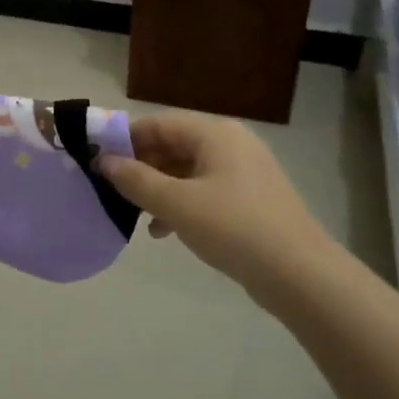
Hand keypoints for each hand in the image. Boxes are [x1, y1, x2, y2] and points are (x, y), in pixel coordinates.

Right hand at [99, 112, 325, 286]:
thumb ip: (136, 180)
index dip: (126, 139)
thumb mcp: (176, 203)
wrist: (300, 275)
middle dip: (141, 166)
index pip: (158, 123)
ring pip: (187, 171)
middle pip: (173, 145)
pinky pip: (205, 191)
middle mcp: (231, 143)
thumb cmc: (233, 227)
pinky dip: (181, 204)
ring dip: (158, 188)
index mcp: (215, 133)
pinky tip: (164, 231)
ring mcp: (244, 172)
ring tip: (135, 214)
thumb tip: (104, 161)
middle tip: (113, 190)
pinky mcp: (251, 200)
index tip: (98, 161)